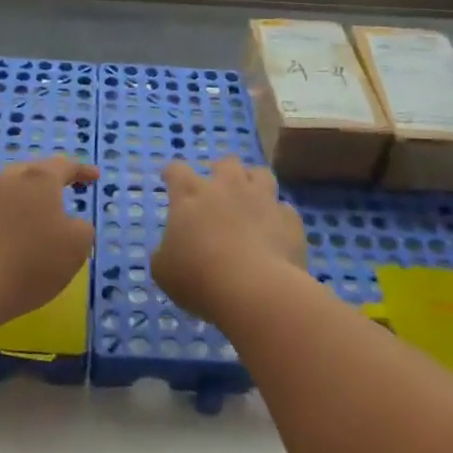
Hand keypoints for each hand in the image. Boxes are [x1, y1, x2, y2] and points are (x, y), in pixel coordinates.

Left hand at [0, 155, 99, 326]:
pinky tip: (13, 237)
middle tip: (66, 188)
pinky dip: (9, 218)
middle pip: (33, 172)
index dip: (82, 171)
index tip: (94, 177)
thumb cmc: (30, 262)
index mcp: (38, 179)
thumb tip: (70, 223)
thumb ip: (82, 229)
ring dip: (27, 199)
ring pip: (10, 190)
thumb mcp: (76, 247)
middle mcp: (7, 180)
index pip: (64, 166)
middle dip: (51, 179)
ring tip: (39, 215)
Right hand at [153, 156, 306, 323]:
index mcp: (190, 195)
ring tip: (251, 198)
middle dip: (220, 171)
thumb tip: (168, 252)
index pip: (177, 170)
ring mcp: (262, 199)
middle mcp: (227, 187)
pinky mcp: (289, 219)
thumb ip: (164, 255)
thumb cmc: (199, 278)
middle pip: (225, 163)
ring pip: (260, 174)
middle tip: (217, 189)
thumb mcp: (164, 272)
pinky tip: (275, 231)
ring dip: (253, 182)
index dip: (173, 174)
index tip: (170, 180)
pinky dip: (277, 217)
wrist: (255, 289)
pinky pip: (284, 209)